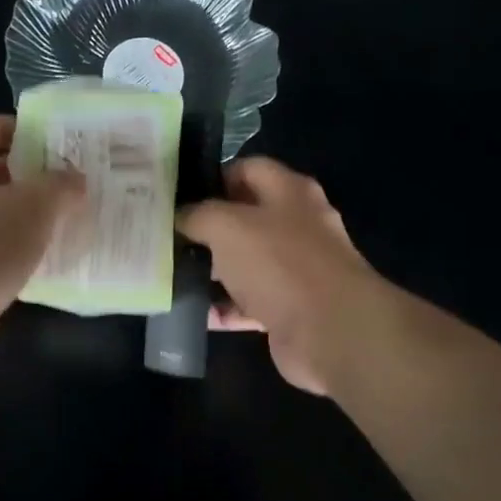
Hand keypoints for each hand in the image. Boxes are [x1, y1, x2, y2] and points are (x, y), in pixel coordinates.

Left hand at [0, 114, 83, 372]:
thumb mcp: (34, 208)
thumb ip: (60, 186)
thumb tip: (75, 179)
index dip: (5, 127)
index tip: (41, 141)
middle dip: (19, 173)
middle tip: (59, 181)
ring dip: (15, 213)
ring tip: (56, 220)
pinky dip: (6, 247)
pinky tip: (37, 260)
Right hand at [177, 157, 385, 394]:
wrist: (331, 331)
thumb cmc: (279, 263)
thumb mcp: (226, 226)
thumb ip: (197, 215)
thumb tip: (180, 217)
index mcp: (290, 192)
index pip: (248, 169)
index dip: (213, 178)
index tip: (178, 195)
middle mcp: (298, 225)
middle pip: (245, 218)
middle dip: (208, 228)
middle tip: (169, 236)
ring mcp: (297, 270)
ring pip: (246, 262)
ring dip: (213, 270)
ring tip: (173, 274)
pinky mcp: (291, 309)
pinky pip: (249, 303)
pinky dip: (224, 308)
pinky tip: (194, 313)